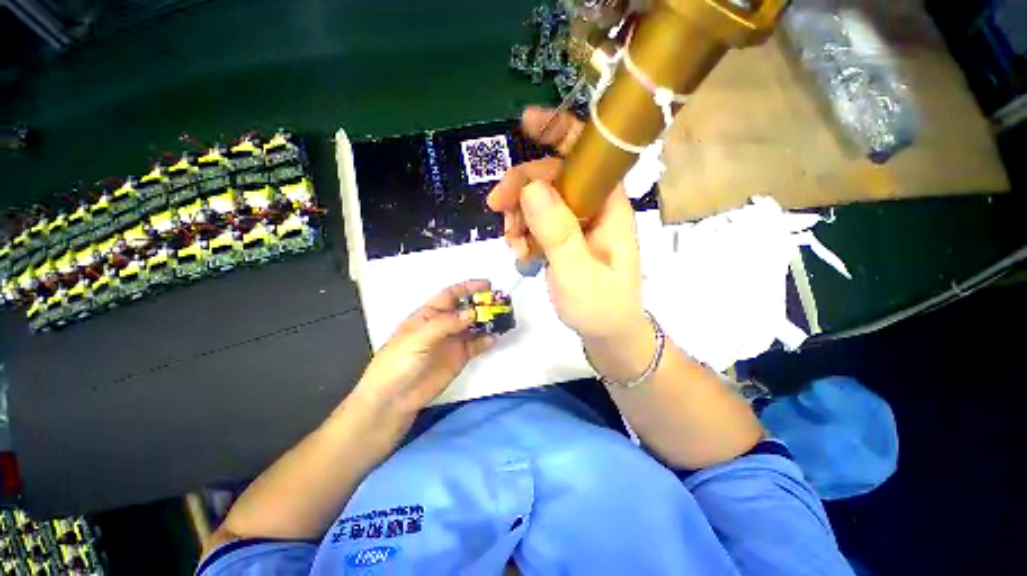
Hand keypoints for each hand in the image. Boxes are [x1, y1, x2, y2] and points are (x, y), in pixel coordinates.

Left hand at [355, 280, 496, 415]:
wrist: (394, 398)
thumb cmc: (399, 361)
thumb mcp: (418, 337)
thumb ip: (445, 324)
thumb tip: (473, 313)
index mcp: (429, 314)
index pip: (451, 295)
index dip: (468, 288)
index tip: (487, 284)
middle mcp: (444, 324)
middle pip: (466, 309)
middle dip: (482, 304)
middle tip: (500, 303)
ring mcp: (453, 341)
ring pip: (474, 326)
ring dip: (487, 321)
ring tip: (502, 319)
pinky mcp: (460, 357)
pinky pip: (476, 345)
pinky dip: (486, 341)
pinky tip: (493, 339)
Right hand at [487, 108, 644, 341]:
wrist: (607, 334)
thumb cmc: (600, 307)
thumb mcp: (577, 272)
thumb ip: (557, 232)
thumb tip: (531, 187)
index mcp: (609, 207)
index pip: (588, 155)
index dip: (560, 132)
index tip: (526, 124)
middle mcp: (594, 208)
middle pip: (553, 177)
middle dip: (522, 188)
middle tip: (498, 209)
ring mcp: (577, 224)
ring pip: (540, 200)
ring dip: (518, 216)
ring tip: (514, 245)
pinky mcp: (564, 239)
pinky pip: (537, 222)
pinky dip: (523, 232)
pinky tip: (520, 252)